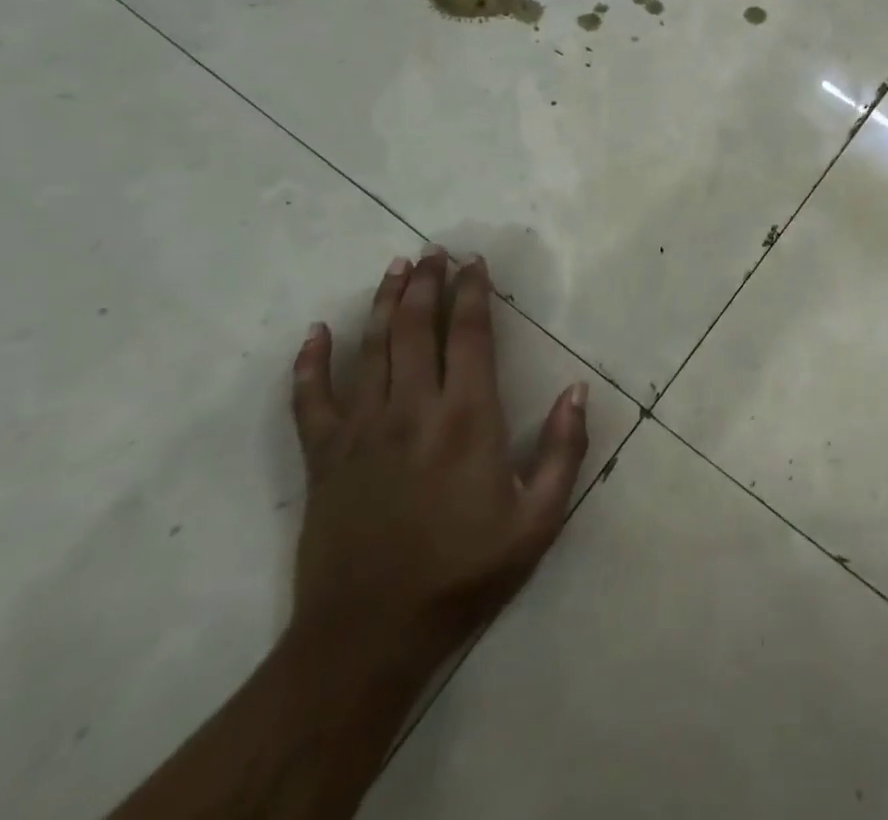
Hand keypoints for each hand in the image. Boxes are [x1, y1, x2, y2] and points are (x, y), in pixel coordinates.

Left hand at [288, 248, 588, 661]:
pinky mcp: (324, 458)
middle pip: (415, 328)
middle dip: (428, 284)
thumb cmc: (463, 573)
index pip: (468, 335)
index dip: (473, 293)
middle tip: (435, 252)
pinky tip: (315, 333)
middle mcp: (412, 409)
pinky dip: (310, 363)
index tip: (475, 263)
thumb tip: (577, 390)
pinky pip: (310, 399)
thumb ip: (565, 451)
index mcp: (467, 418)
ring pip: (370, 349)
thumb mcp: (538, 520)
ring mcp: (361, 430)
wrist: (368, 636)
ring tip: (396, 268)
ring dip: (383, 303)